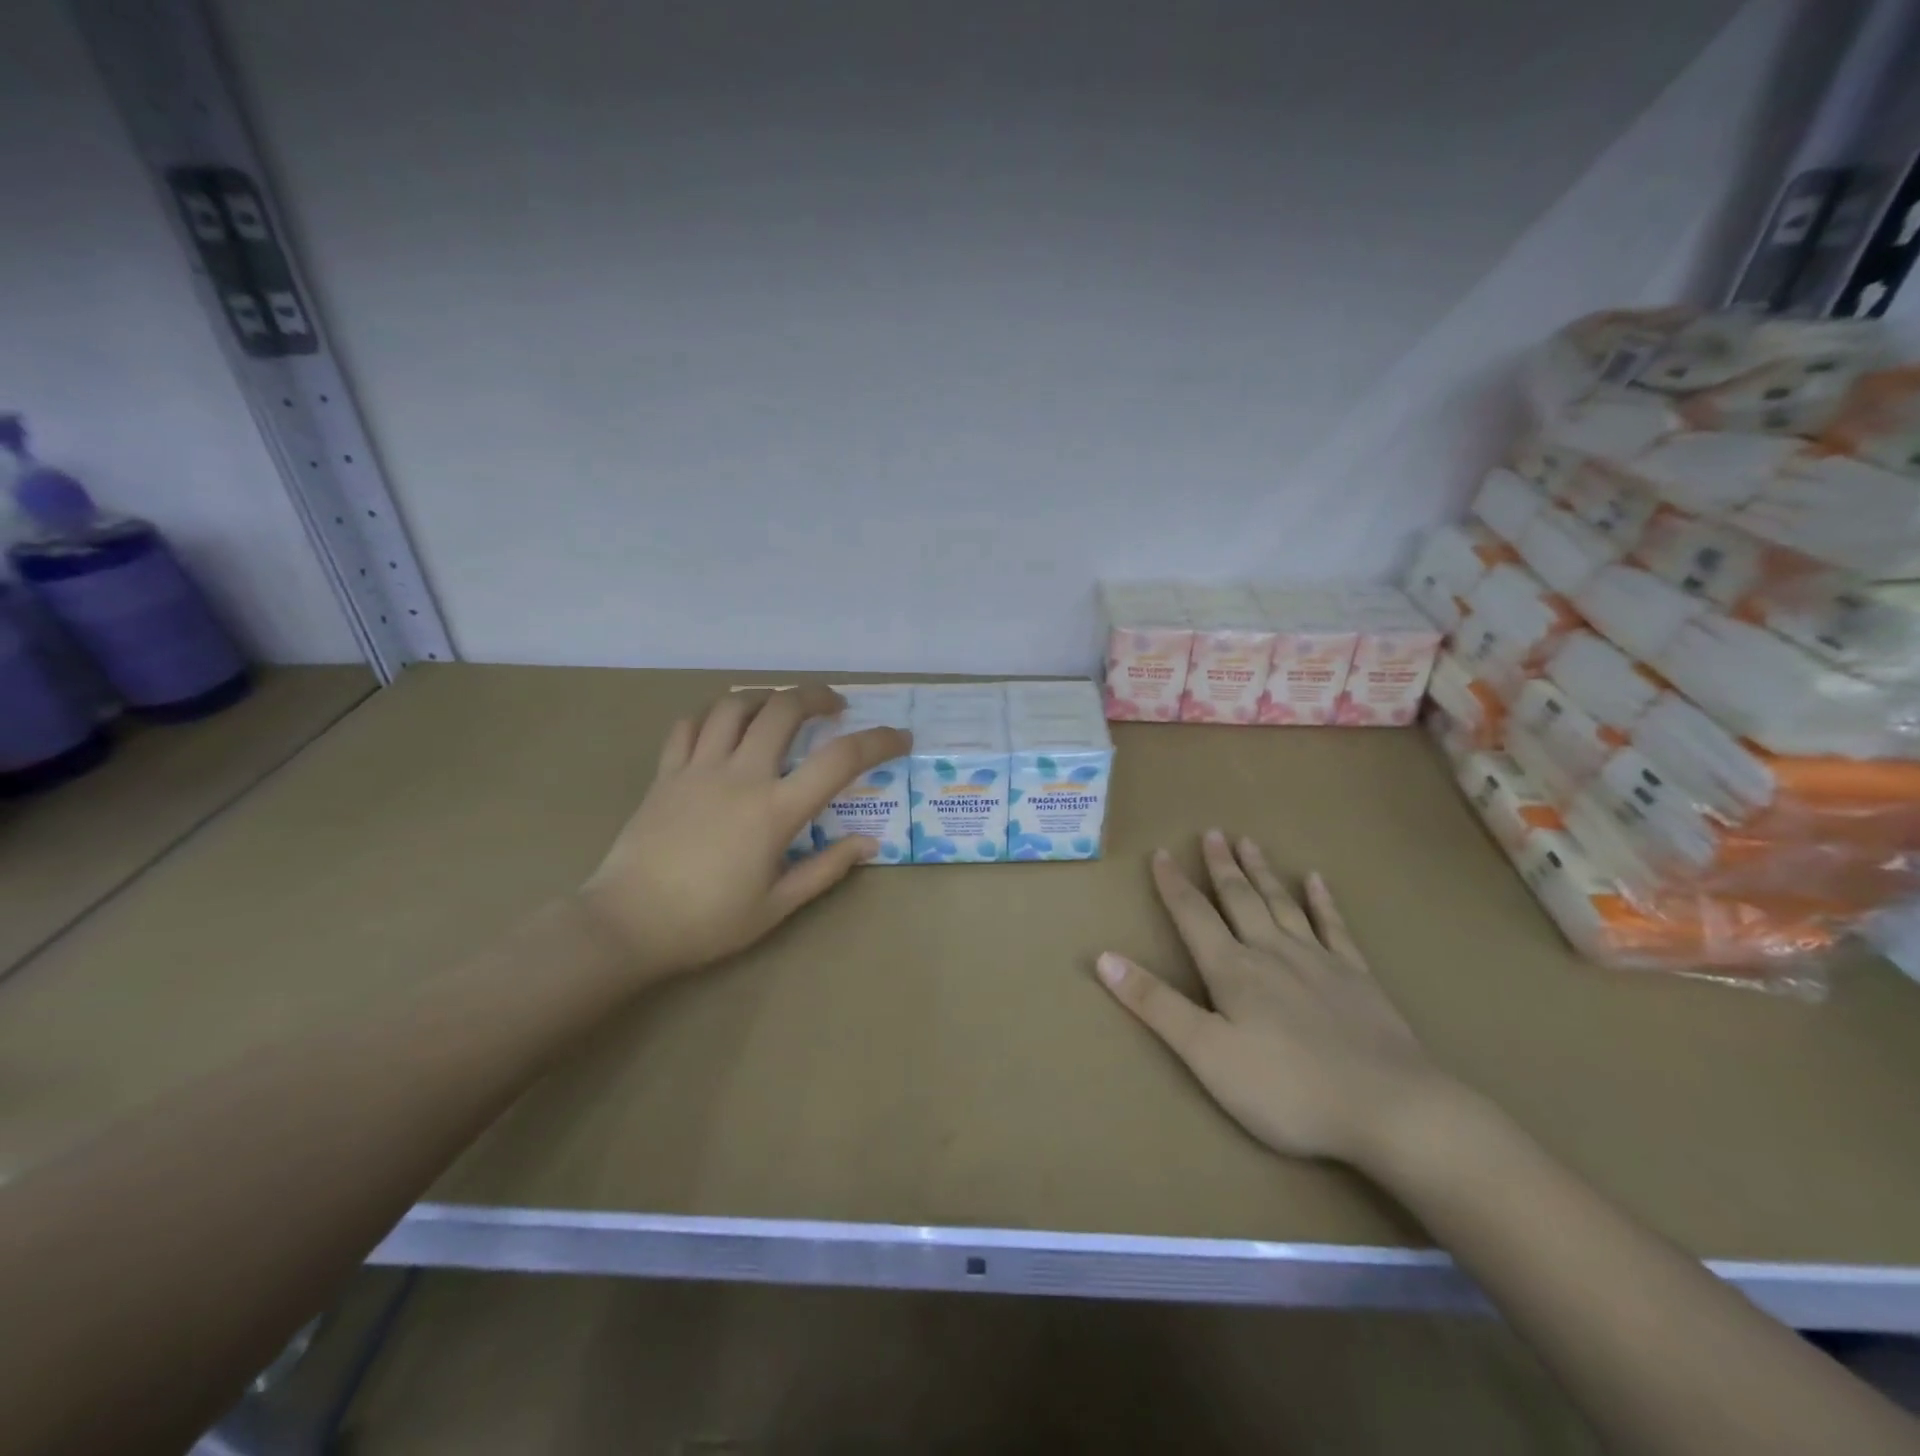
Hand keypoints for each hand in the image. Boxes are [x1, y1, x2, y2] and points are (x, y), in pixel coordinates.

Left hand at [580, 686, 909, 981]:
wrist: (626, 925)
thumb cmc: (707, 922)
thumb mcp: (777, 906)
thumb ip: (826, 869)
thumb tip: (868, 843)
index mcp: (775, 811)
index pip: (840, 760)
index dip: (878, 741)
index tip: (899, 737)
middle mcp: (740, 776)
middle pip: (784, 710)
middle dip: (817, 696)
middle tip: (835, 706)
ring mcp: (698, 769)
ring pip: (734, 705)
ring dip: (766, 696)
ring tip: (782, 705)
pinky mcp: (666, 773)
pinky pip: (690, 725)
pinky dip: (714, 713)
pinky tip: (726, 723)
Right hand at [1095, 831, 1452, 1168]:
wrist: (1391, 1109)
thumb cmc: (1287, 1089)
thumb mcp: (1206, 1054)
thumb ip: (1156, 1004)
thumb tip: (1104, 958)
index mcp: (1233, 970)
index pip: (1194, 916)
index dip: (1174, 885)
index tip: (1161, 853)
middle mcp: (1272, 952)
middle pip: (1240, 899)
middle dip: (1221, 866)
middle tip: (1211, 832)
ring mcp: (1319, 961)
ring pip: (1282, 903)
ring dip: (1261, 872)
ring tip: (1249, 842)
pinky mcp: (1357, 979)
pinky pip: (1334, 927)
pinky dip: (1322, 901)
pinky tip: (1317, 880)